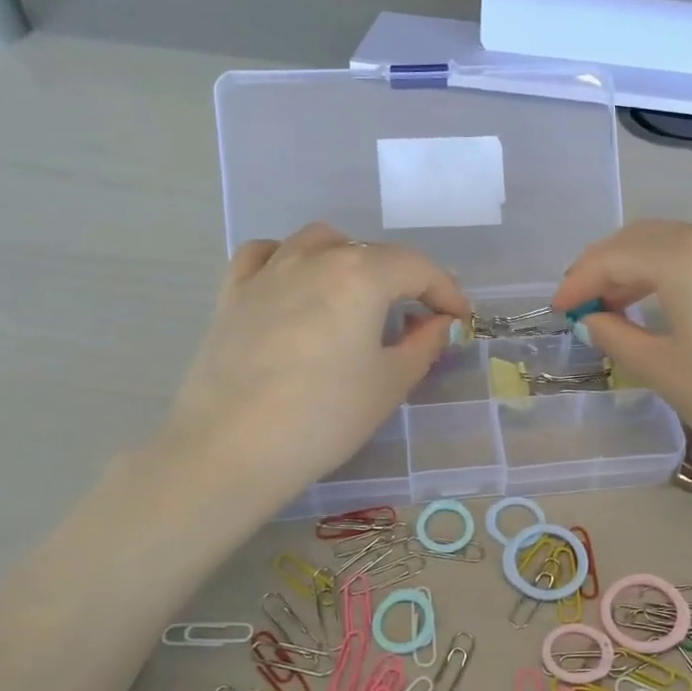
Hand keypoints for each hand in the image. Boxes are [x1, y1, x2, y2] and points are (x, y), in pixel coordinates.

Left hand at [162, 224, 466, 512]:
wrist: (232, 448)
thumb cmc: (324, 417)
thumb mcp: (389, 384)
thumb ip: (423, 345)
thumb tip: (439, 323)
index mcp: (361, 275)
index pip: (418, 268)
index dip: (447, 291)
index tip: (460, 318)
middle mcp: (315, 258)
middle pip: (371, 253)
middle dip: (403, 279)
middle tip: (418, 317)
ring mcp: (268, 271)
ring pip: (318, 242)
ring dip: (349, 259)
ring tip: (358, 295)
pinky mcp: (232, 293)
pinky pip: (265, 254)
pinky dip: (289, 259)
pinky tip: (295, 283)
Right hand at [550, 220, 691, 472]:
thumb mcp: (665, 371)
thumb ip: (619, 337)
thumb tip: (595, 320)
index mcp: (681, 258)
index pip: (611, 257)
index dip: (578, 282)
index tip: (558, 311)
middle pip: (642, 238)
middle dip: (604, 266)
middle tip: (582, 302)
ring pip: (674, 243)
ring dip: (638, 267)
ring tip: (618, 306)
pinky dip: (671, 271)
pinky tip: (667, 305)